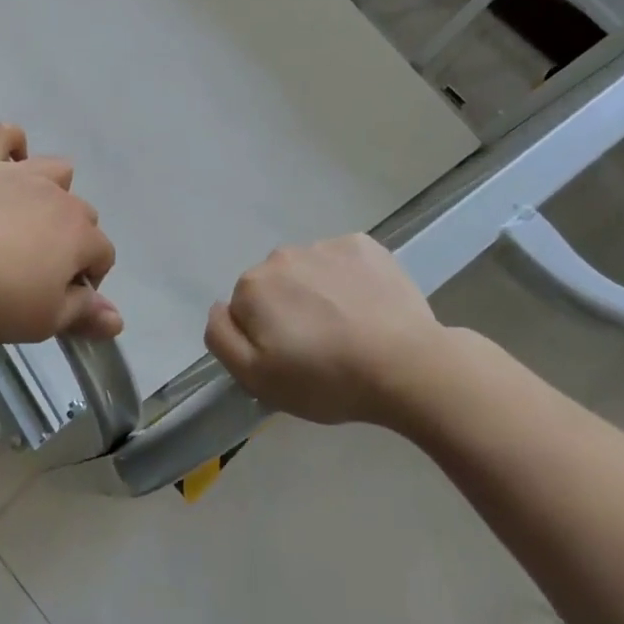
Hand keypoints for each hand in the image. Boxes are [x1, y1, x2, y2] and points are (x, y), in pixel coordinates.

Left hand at [0, 124, 121, 344]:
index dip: (89, 280)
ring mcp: (20, 173)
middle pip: (83, 215)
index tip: (62, 300)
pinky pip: (4, 135)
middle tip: (38, 269)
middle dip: (72, 240)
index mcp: (79, 235)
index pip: (103, 255)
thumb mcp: (43, 321)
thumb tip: (117, 319)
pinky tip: (7, 161)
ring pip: (56, 170)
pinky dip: (11, 143)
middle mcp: (59, 197)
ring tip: (29, 217)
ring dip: (54, 191)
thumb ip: (83, 315)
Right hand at [205, 234, 444, 426]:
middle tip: (319, 348)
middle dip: (289, 310)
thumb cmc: (326, 379)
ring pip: (309, 271)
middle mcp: (281, 255)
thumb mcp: (256, 378)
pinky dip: (350, 279)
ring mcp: (325, 245)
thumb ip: (221, 338)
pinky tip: (369, 307)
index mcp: (253, 286)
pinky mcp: (364, 245)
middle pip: (275, 286)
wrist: (406, 366)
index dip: (263, 337)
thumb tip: (218, 307)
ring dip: (319, 293)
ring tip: (349, 330)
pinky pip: (344, 260)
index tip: (290, 360)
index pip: (244, 310)